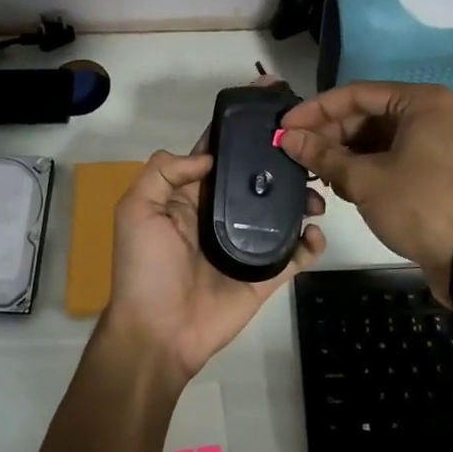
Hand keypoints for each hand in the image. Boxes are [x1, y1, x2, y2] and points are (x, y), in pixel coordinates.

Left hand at [103, 139, 325, 382]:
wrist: (159, 334)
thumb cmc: (144, 269)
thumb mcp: (136, 211)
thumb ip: (163, 173)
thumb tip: (208, 156)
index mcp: (190, 197)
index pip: (217, 157)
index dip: (237, 138)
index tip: (268, 117)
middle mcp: (220, 215)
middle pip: (256, 182)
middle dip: (280, 167)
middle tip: (306, 156)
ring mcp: (246, 245)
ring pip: (281, 214)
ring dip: (301, 200)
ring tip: (316, 195)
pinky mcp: (265, 274)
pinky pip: (295, 254)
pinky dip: (311, 243)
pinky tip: (315, 233)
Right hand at [278, 81, 452, 301]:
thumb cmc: (420, 207)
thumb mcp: (364, 180)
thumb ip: (322, 154)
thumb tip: (286, 137)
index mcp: (424, 102)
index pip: (357, 94)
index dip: (316, 110)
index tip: (285, 126)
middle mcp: (438, 114)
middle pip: (371, 114)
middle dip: (332, 134)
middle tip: (297, 152)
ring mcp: (446, 143)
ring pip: (384, 138)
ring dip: (348, 153)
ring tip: (316, 172)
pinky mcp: (446, 170)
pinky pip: (400, 156)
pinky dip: (371, 166)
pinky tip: (344, 183)